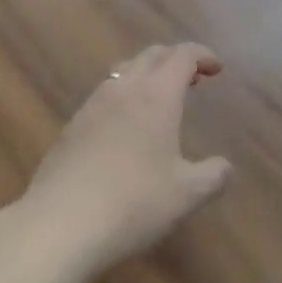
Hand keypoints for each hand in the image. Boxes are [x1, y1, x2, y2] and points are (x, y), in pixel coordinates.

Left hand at [21, 43, 231, 279]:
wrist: (56, 227)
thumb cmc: (131, 204)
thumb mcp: (185, 196)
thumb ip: (212, 177)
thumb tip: (225, 167)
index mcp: (157, 95)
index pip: (183, 55)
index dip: (203, 55)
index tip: (216, 69)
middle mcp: (125, 89)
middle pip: (153, 54)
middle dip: (175, 59)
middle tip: (191, 79)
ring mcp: (93, 106)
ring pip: (124, 70)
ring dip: (146, 74)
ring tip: (157, 99)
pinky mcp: (70, 128)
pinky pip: (103, 95)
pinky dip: (122, 96)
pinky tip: (122, 128)